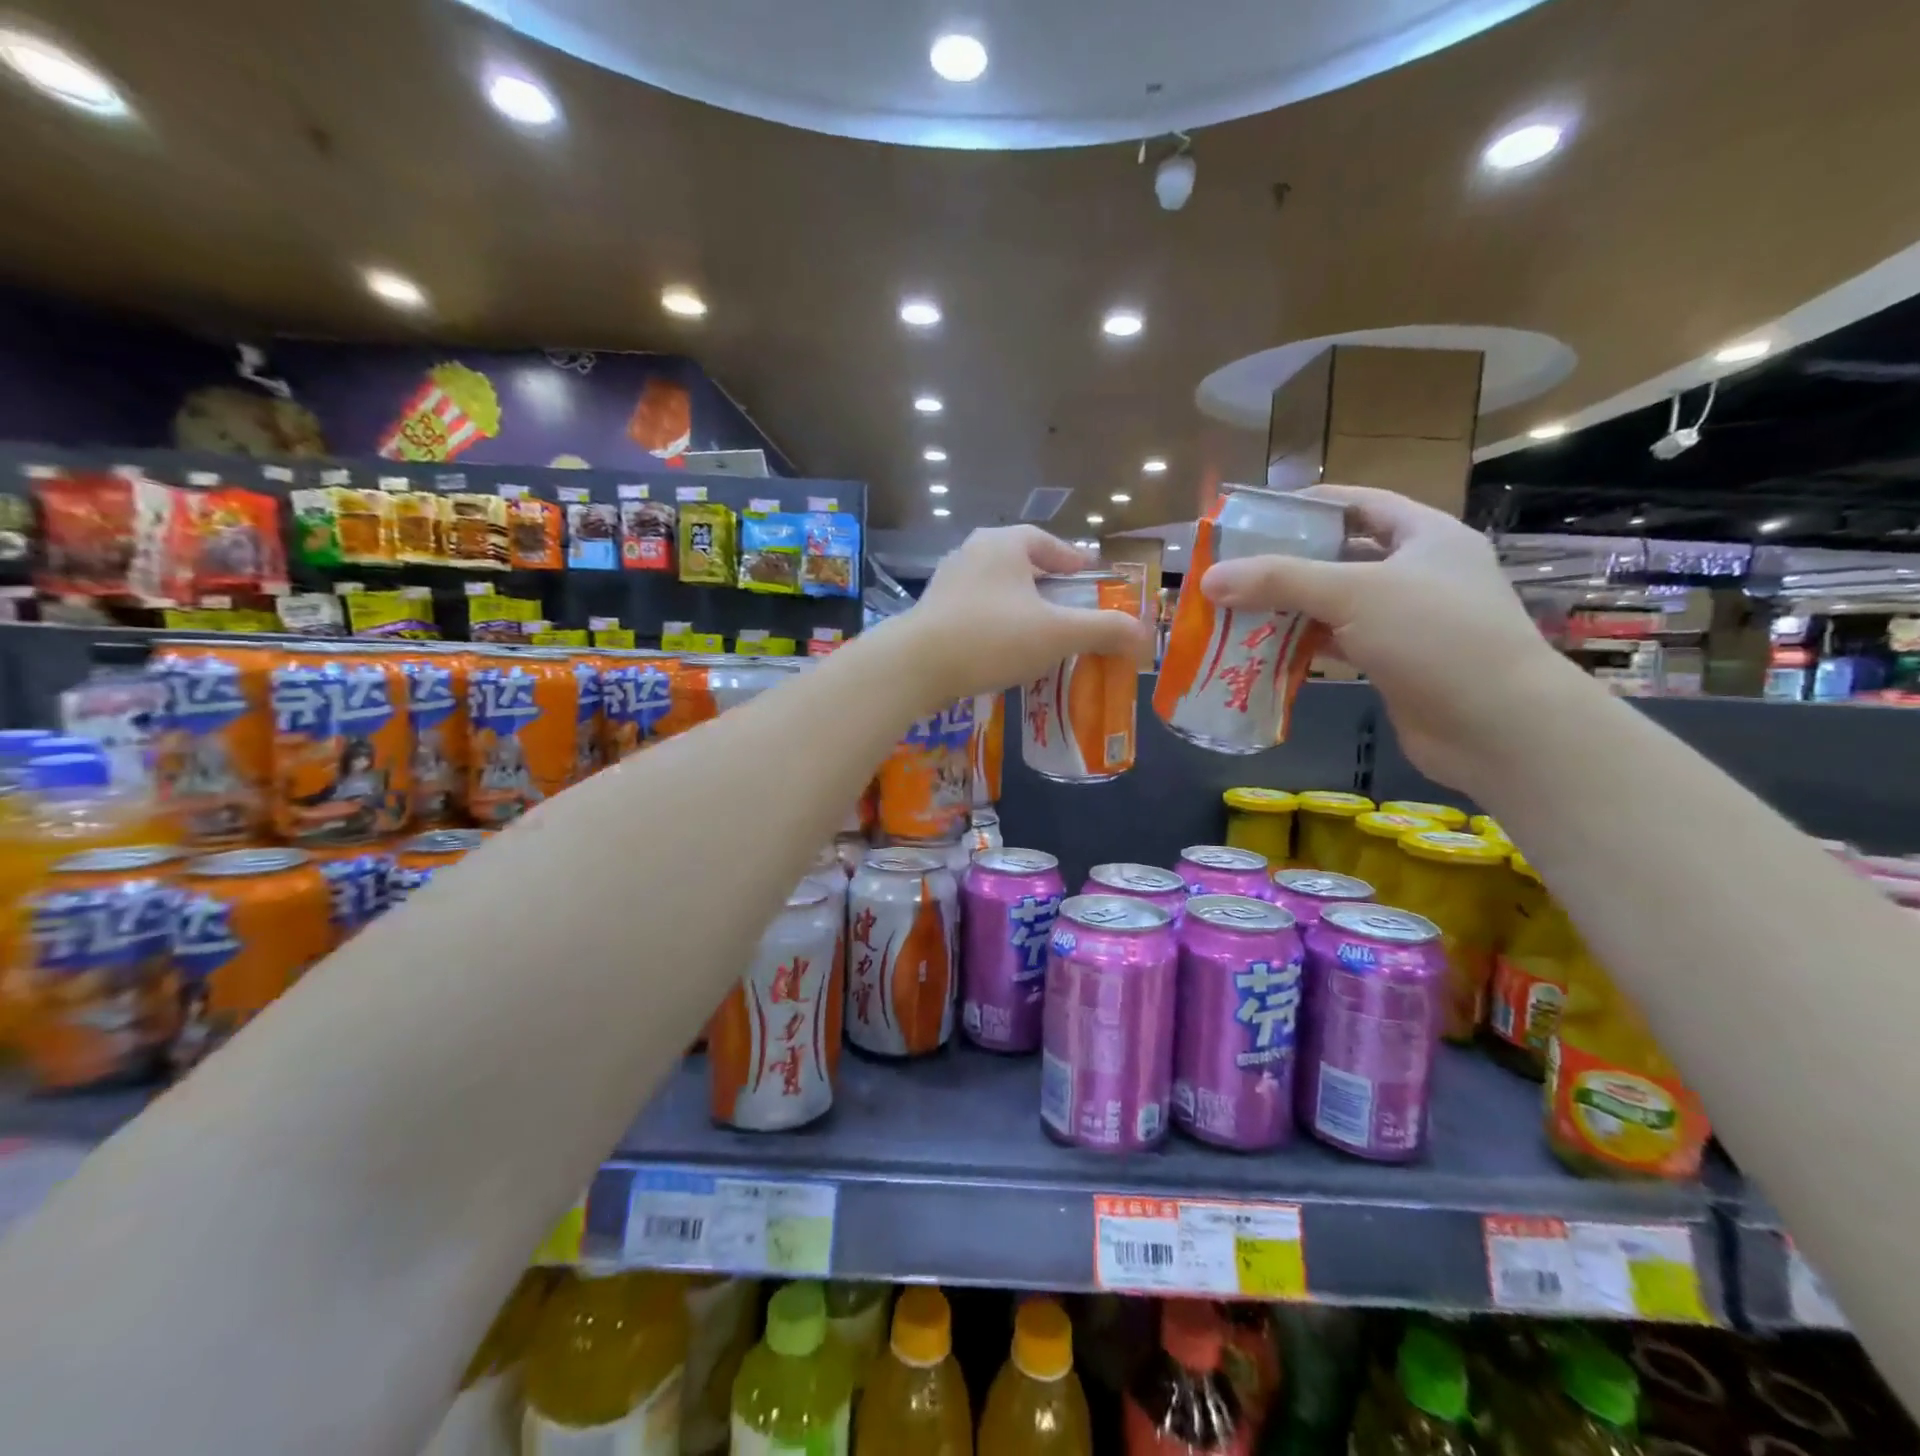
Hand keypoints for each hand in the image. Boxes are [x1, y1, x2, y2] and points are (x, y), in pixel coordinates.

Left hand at [902, 526, 1151, 701]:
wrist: (915, 666)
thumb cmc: (992, 638)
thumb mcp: (1057, 634)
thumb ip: (1103, 630)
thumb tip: (1142, 635)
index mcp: (1003, 544)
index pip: (1045, 541)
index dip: (1070, 558)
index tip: (1086, 574)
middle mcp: (972, 553)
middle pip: (1018, 563)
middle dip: (1044, 583)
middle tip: (1066, 606)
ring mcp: (946, 582)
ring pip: (994, 588)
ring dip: (1017, 605)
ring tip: (1037, 631)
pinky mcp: (930, 612)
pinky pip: (974, 611)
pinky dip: (994, 624)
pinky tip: (1002, 650)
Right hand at [1200, 485, 1585, 790]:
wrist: (1497, 726)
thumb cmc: (1435, 637)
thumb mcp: (1354, 593)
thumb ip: (1279, 581)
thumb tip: (1208, 579)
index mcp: (1425, 535)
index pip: (1359, 503)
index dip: (1308, 505)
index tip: (1255, 517)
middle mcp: (1418, 572)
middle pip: (1340, 555)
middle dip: (1287, 563)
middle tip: (1233, 570)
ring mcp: (1408, 621)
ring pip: (1336, 604)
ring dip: (1289, 608)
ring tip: (1235, 611)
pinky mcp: (1394, 663)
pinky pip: (1338, 643)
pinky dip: (1303, 645)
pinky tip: (1264, 650)